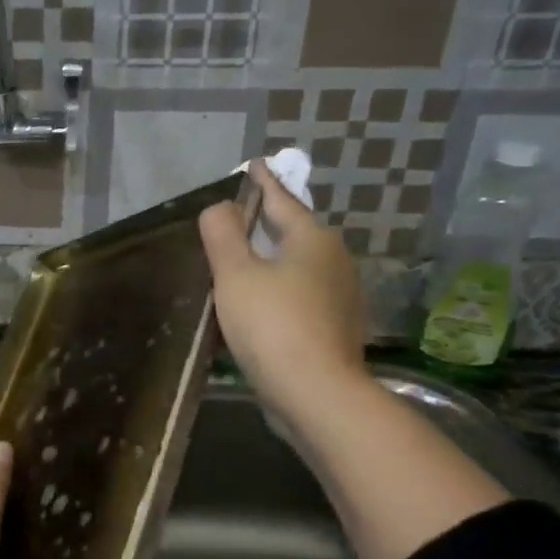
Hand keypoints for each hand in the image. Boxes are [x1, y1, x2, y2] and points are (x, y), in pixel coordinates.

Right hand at [199, 158, 368, 419]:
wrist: (316, 394)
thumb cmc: (272, 325)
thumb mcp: (236, 274)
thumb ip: (223, 235)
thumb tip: (220, 206)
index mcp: (312, 240)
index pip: (282, 200)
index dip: (262, 182)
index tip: (252, 164)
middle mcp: (334, 261)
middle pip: (293, 233)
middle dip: (266, 223)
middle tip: (237, 217)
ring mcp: (339, 297)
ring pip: (297, 266)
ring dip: (270, 260)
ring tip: (241, 261)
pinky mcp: (335, 328)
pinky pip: (299, 296)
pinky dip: (277, 290)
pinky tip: (258, 305)